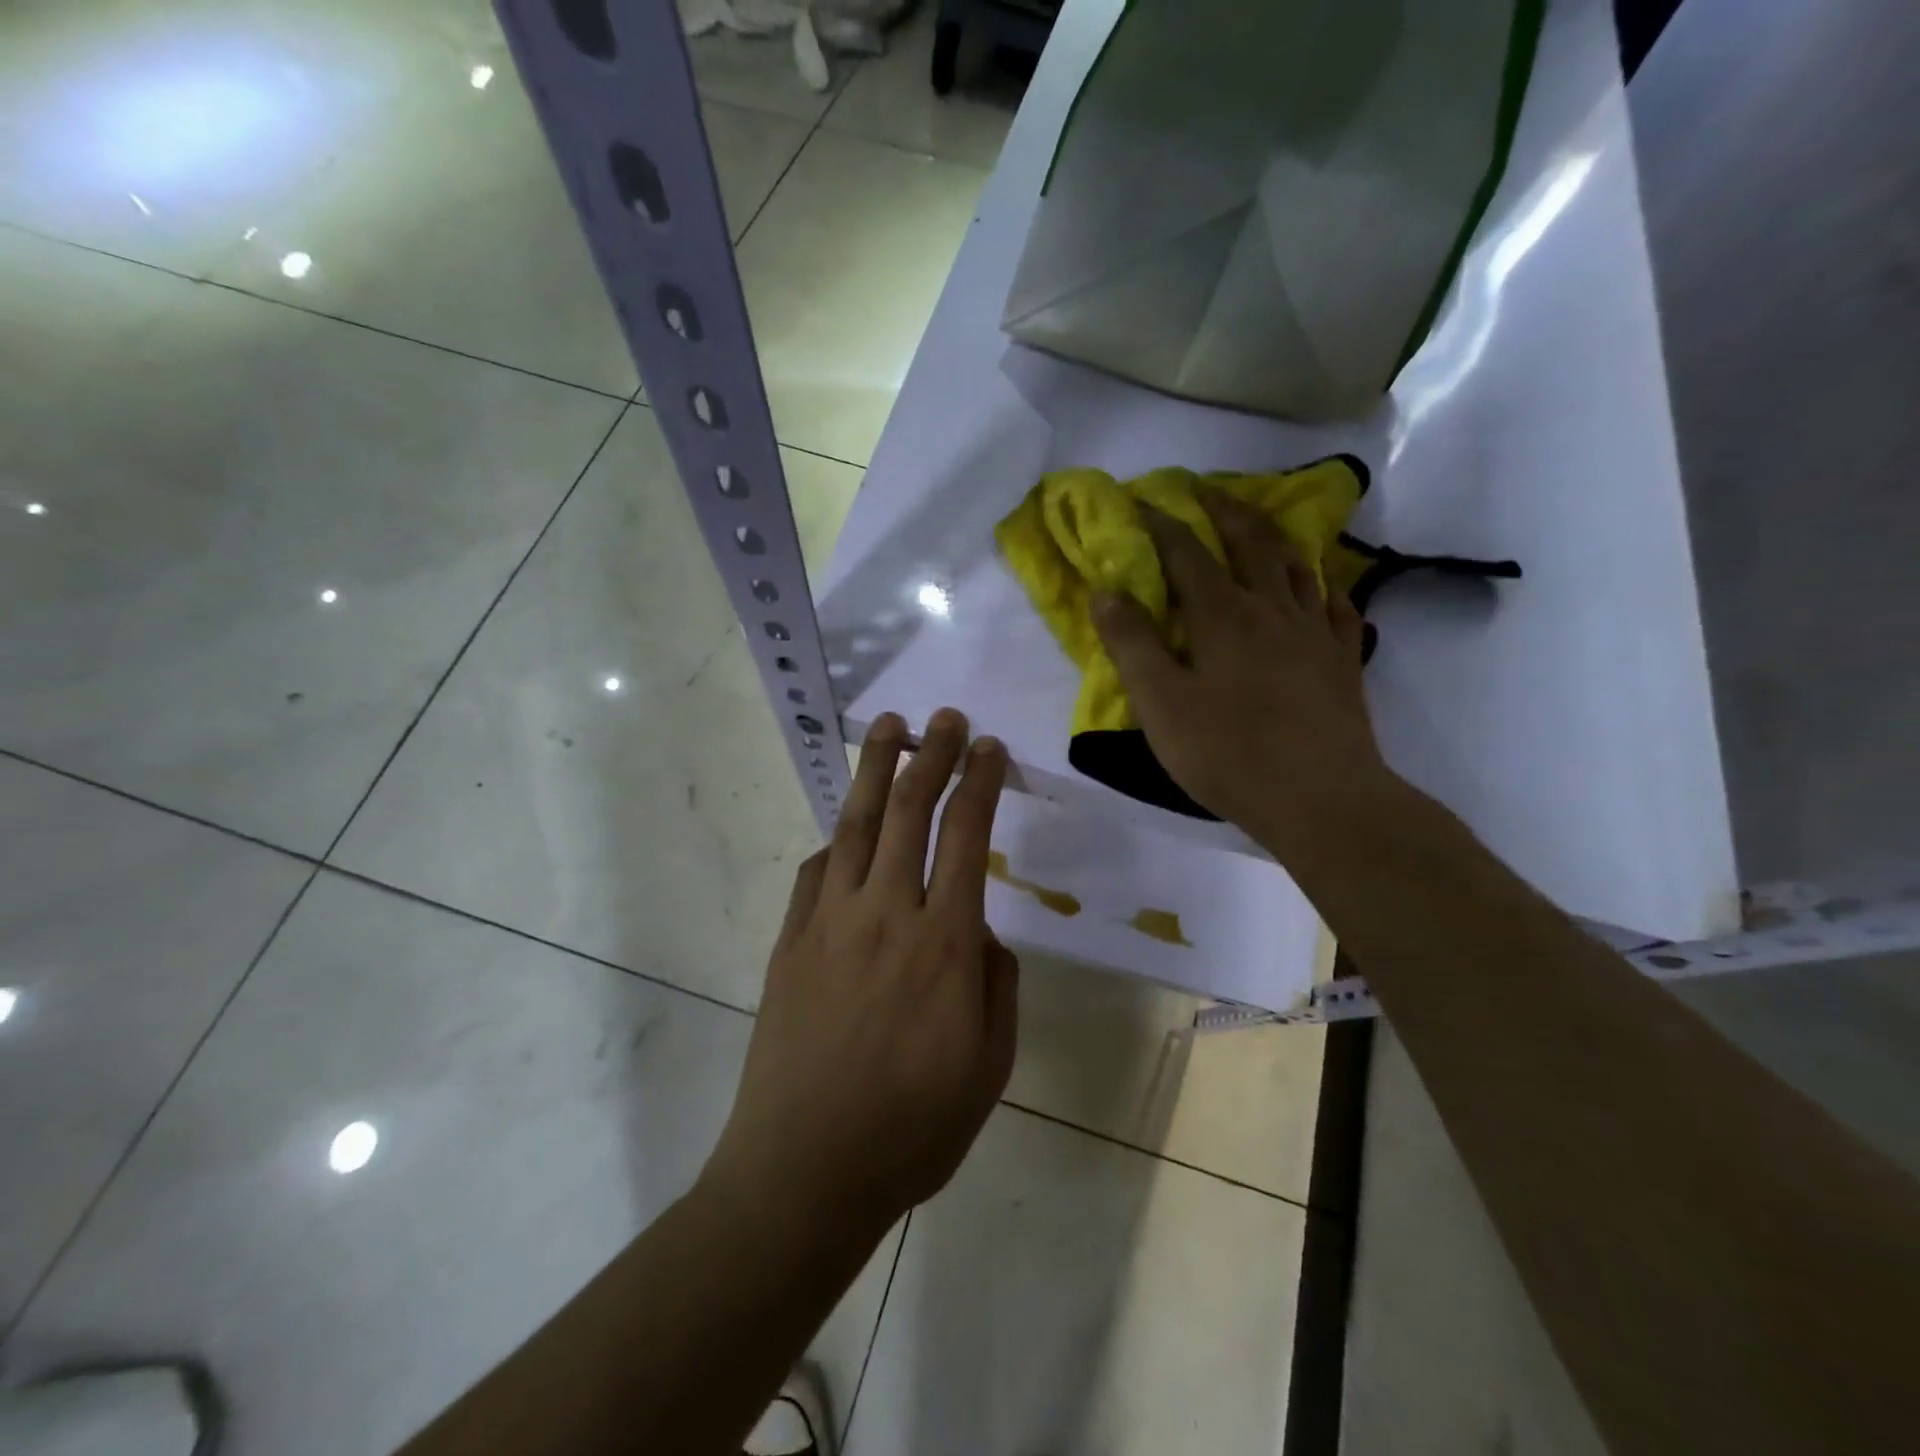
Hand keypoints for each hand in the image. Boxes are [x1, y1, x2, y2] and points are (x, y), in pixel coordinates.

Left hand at [702, 708, 1017, 1239]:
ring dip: (876, 771)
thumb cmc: (912, 1128)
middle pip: (910, 812)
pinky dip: (835, 842)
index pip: (966, 837)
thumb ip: (995, 984)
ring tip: (889, 727)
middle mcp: (886, 915)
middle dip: (931, 755)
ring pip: (857, 826)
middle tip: (944, 717)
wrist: (804, 1171)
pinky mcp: (790, 942)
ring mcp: (829, 923)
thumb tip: (978, 932)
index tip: (988, 748)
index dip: (979, 783)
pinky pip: (814, 873)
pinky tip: (844, 831)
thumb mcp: (989, 1065)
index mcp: (943, 943)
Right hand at [1092, 486, 1396, 864]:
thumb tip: (1105, 591)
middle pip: (1250, 540)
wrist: (1320, 798)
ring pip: (1296, 564)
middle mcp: (1272, 607)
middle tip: (1202, 490)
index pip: (1185, 552)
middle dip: (1222, 509)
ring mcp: (1315, 631)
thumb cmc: (1227, 753)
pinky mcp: (1343, 660)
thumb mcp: (1160, 704)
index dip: (1160, 522)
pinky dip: (1321, 585)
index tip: (1139, 500)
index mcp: (1222, 615)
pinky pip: (1335, 605)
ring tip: (1256, 526)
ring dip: (1271, 536)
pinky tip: (1317, 588)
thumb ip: (1132, 644)